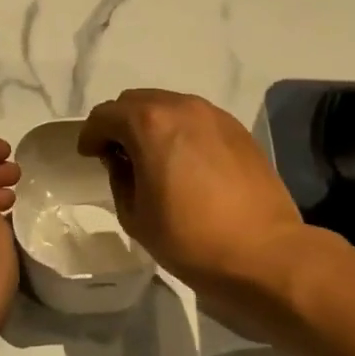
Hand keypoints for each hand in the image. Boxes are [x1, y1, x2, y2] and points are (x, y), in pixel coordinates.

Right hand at [78, 89, 319, 305]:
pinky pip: (196, 119)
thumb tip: (123, 161)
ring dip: (152, 124)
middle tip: (118, 155)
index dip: (91, 134)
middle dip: (120, 123)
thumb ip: (119, 177)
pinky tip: (185, 162)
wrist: (265, 254)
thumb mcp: (135, 216)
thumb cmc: (191, 239)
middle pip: (136, 101)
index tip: (89, 155)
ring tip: (153, 157)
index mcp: (149, 124)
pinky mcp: (238, 129)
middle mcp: (181, 107)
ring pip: (169, 105)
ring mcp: (214, 115)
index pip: (105, 115)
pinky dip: (181, 131)